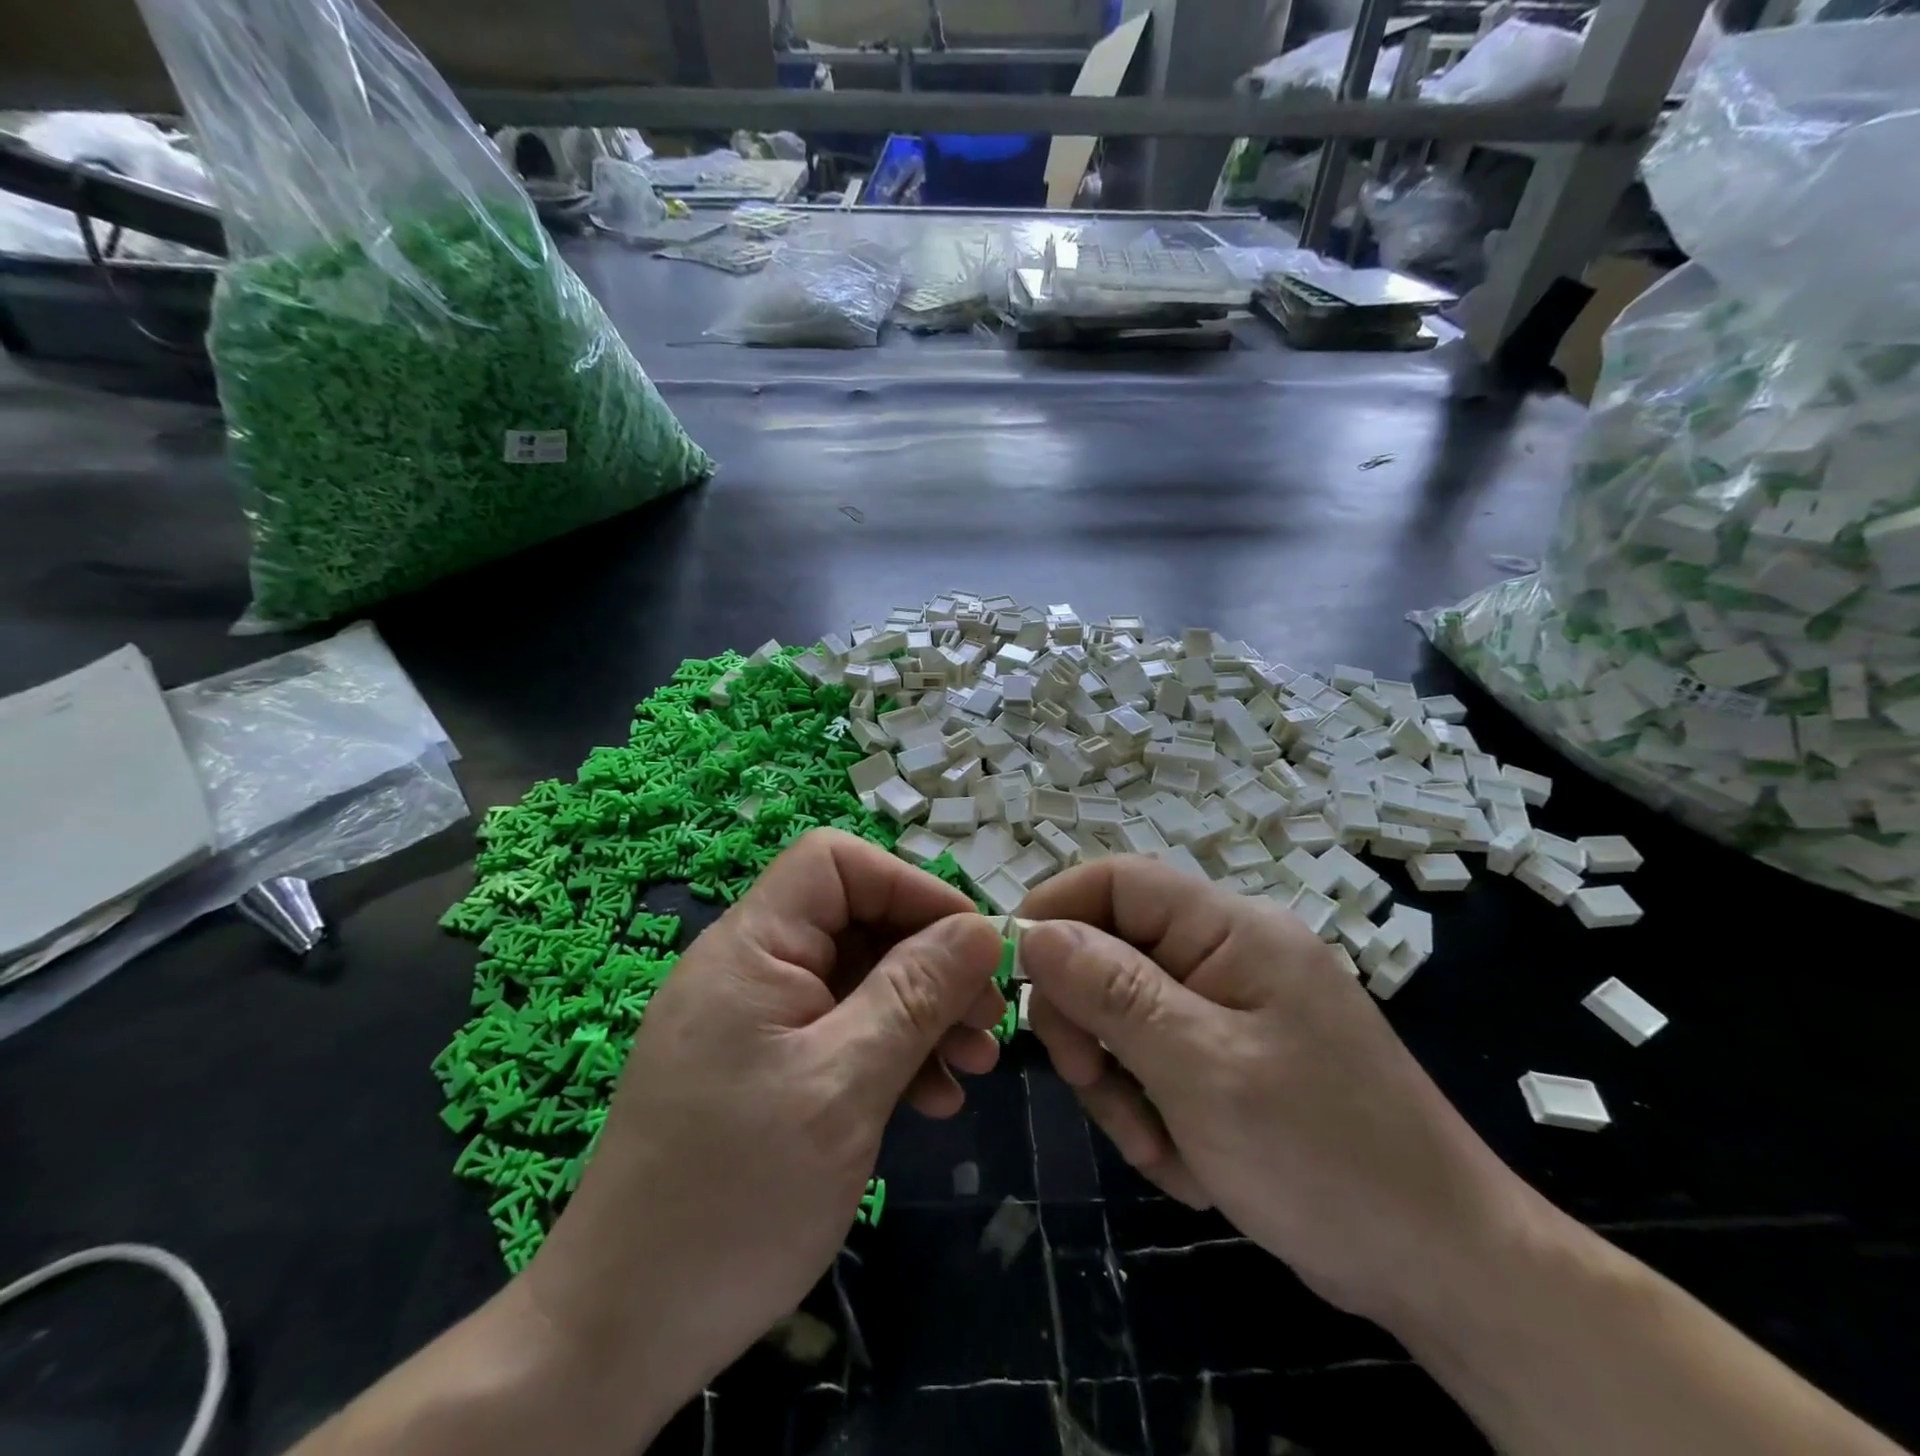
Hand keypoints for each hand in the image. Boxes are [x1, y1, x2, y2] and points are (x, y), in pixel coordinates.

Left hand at [522, 829, 1006, 1424]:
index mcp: (752, 947)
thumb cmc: (738, 1196)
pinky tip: (930, 1101)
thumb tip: (981, 929)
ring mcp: (754, 1021)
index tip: (969, 945)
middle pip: (855, 922)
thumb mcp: (846, 1085)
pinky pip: (838, 1032)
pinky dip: (889, 1053)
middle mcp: (749, 968)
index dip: (908, 887)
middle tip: (989, 1018)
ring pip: (856, 980)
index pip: (835, 863)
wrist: (624, 1334)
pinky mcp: (761, 1069)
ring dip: (920, 1013)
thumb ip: (915, 995)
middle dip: (929, 961)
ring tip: (974, 1065)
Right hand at [1020, 857, 1543, 1330]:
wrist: (1442, 1268)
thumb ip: (1112, 991)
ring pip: (1123, 1017)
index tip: (1012, 973)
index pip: (1118, 880)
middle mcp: (1227, 954)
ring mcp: (1228, 1008)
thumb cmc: (1323, 1155)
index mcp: (1231, 929)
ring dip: (1121, 1083)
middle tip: (1094, 1086)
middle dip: (1090, 1023)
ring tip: (1161, 1146)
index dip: (1055, 909)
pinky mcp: (1228, 1058)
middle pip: (1111, 951)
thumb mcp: (1201, 1069)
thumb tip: (1032, 931)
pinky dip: (1152, 1111)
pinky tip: (1190, 1161)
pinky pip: (1154, 1061)